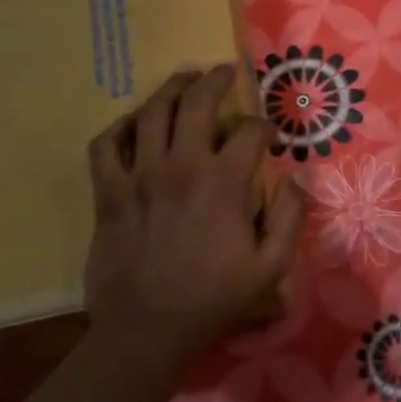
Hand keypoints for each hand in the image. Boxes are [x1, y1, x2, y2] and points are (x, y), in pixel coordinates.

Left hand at [83, 65, 304, 370]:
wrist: (148, 330)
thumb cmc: (214, 300)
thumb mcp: (271, 268)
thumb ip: (290, 219)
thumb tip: (295, 180)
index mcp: (223, 184)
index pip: (249, 133)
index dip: (264, 127)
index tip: (269, 135)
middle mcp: (181, 167)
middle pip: (196, 103)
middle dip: (215, 80)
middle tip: (223, 72)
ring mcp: (139, 177)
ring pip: (150, 113)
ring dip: (170, 89)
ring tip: (183, 79)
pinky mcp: (108, 193)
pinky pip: (105, 145)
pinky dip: (118, 127)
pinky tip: (132, 123)